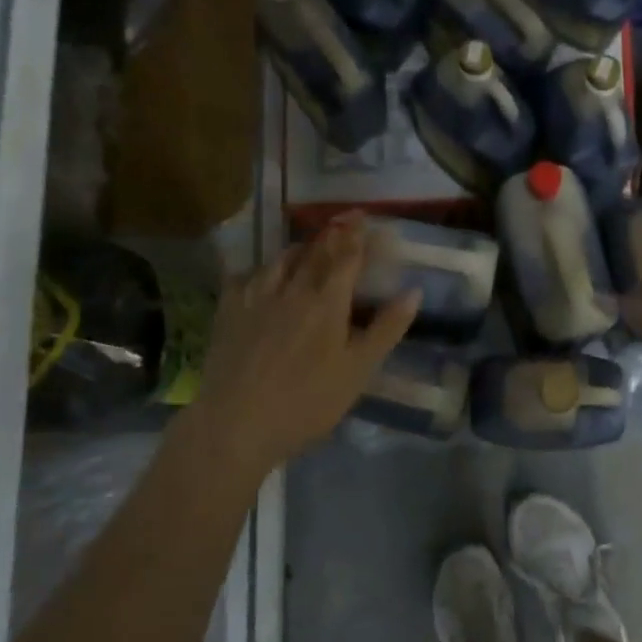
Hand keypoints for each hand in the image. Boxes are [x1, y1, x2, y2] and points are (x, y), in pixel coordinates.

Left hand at [193, 215, 418, 473]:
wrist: (237, 423)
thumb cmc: (307, 402)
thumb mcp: (358, 371)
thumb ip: (386, 329)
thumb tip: (413, 291)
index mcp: (327, 302)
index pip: (347, 257)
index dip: (358, 236)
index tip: (365, 218)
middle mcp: (292, 289)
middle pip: (315, 252)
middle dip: (332, 235)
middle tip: (342, 222)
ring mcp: (256, 297)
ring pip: (280, 260)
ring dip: (299, 249)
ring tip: (307, 247)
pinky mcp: (228, 311)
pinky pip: (245, 277)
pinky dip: (260, 270)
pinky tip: (260, 276)